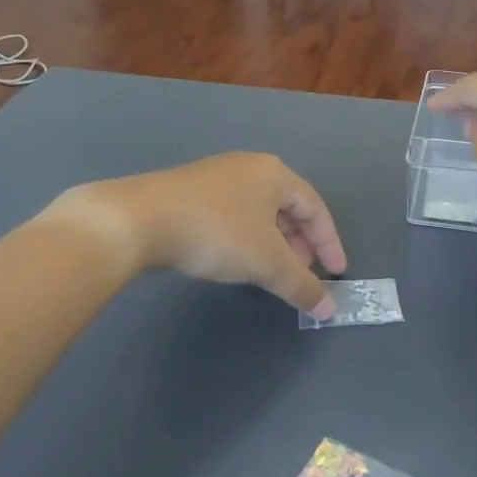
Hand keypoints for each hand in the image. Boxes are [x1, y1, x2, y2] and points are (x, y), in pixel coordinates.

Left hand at [45, 154, 347, 316]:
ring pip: (258, 211)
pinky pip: (232, 214)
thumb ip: (301, 285)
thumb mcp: (267, 263)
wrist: (139, 219)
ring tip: (272, 270)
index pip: (315, 207)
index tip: (337, 273)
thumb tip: (329, 309)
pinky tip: (236, 258)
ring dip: (273, 242)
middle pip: (287, 207)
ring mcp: (215, 176)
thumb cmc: (217, 233)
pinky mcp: (188, 191)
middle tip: (304, 272)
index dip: (329, 242)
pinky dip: (246, 237)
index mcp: (274, 174)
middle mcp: (248, 167)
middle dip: (300, 242)